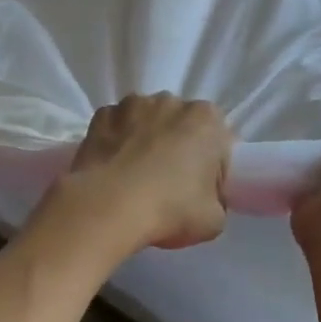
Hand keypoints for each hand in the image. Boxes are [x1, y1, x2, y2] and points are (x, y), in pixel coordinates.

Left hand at [43, 94, 232, 257]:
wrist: (108, 206)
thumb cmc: (170, 209)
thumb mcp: (214, 220)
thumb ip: (217, 201)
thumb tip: (205, 198)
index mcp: (206, 119)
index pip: (219, 142)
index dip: (213, 168)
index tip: (201, 191)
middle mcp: (170, 101)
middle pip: (181, 125)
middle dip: (178, 147)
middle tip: (170, 185)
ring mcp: (132, 104)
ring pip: (146, 121)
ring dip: (145, 139)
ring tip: (136, 176)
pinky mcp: (101, 115)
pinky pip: (116, 127)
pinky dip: (116, 141)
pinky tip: (112, 168)